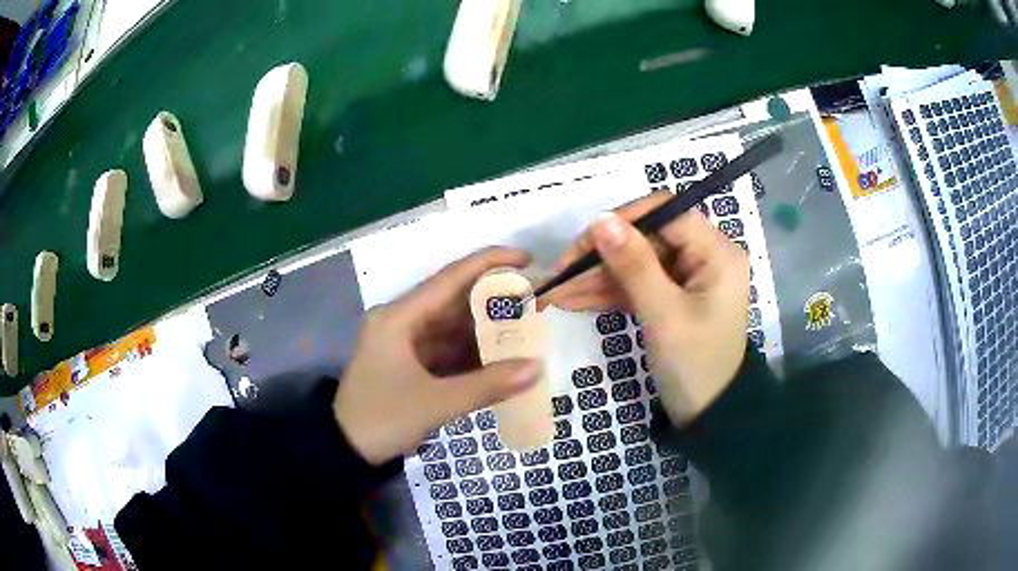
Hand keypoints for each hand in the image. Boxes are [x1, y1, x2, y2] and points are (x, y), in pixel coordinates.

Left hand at [335, 247, 542, 464]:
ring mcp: (405, 343)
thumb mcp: (436, 403)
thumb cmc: (383, 418)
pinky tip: (502, 357)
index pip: (450, 278)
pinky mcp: (410, 363)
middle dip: (494, 300)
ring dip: (486, 329)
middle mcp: (402, 321)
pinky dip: (473, 353)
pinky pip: (448, 349)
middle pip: (454, 300)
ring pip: (453, 326)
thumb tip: (537, 368)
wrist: (346, 450)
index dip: (489, 263)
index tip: (526, 259)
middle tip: (536, 300)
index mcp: (399, 317)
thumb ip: (487, 385)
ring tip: (527, 328)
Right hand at [544, 192, 749, 424]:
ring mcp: (686, 277)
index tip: (585, 241)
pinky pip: (636, 285)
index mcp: (716, 252)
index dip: (624, 220)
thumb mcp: (663, 314)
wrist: (706, 415)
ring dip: (597, 277)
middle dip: (602, 256)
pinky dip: (607, 293)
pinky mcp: (671, 297)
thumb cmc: (694, 364)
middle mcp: (703, 256)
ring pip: (635, 262)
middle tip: (561, 273)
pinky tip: (572, 300)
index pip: (666, 212)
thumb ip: (634, 265)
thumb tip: (601, 219)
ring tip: (555, 293)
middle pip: (645, 238)